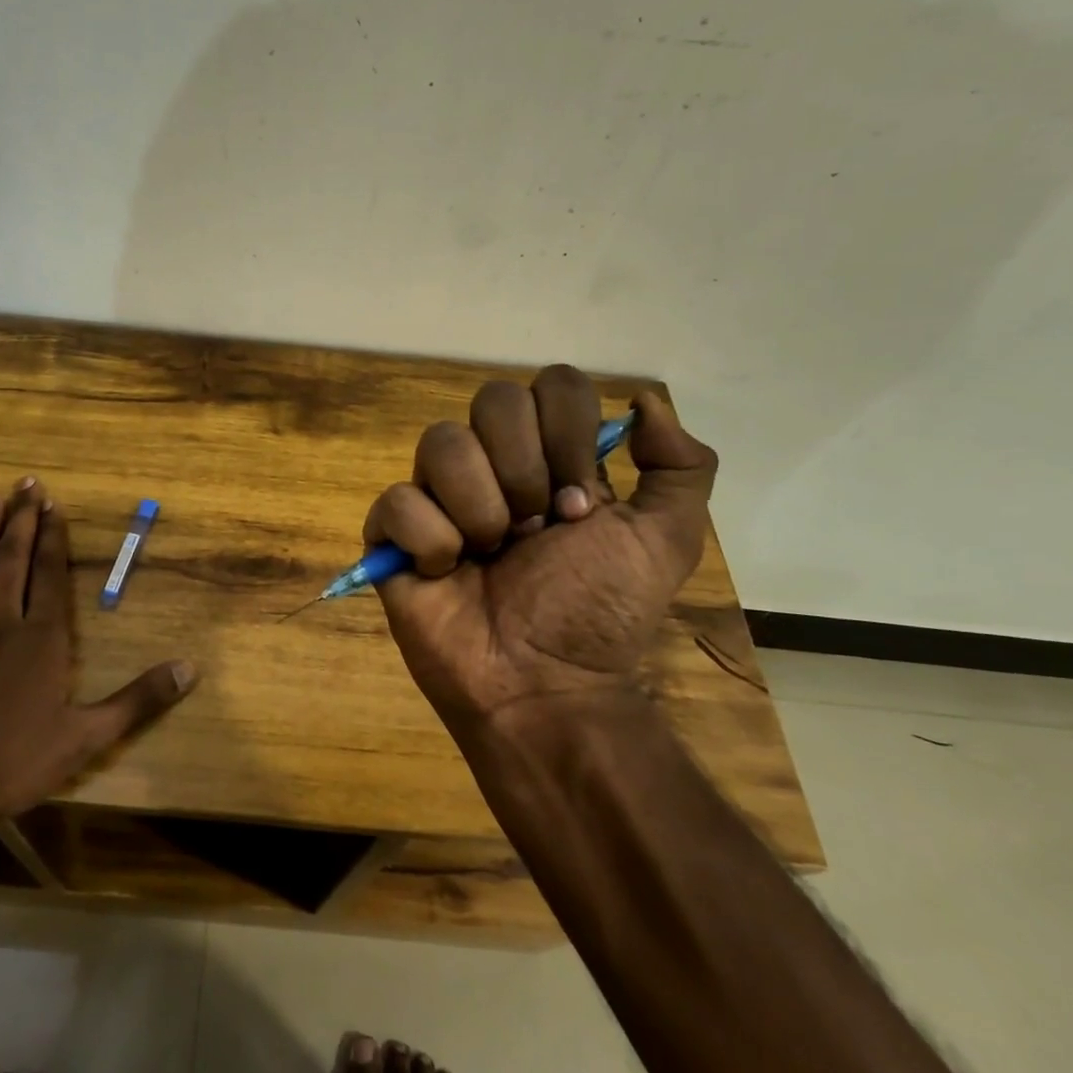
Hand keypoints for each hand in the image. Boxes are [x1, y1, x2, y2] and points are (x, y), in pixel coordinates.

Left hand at [0, 478, 195, 819]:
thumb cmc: (18, 761)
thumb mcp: (89, 736)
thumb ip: (139, 699)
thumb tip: (190, 669)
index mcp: (41, 638)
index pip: (49, 573)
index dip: (51, 536)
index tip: (52, 504)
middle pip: (11, 561)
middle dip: (20, 520)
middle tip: (24, 484)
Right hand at [363, 367, 715, 734]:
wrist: (544, 687)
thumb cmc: (598, 615)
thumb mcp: (664, 541)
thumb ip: (680, 466)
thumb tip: (643, 399)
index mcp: (549, 457)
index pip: (551, 385)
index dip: (567, 433)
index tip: (581, 502)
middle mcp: (491, 464)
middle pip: (492, 400)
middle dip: (524, 471)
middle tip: (536, 531)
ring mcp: (437, 496)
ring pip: (440, 443)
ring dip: (480, 509)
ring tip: (490, 556)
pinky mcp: (392, 534)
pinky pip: (397, 501)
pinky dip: (430, 541)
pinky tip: (445, 573)